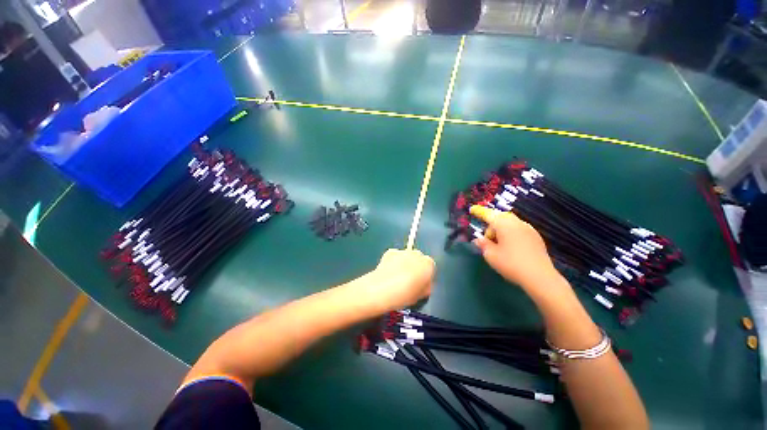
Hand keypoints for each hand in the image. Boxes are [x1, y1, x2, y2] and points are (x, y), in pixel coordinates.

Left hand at [369, 249, 435, 309]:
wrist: (383, 289)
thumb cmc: (405, 295)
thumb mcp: (421, 296)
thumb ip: (426, 287)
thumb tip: (423, 284)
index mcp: (429, 264)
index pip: (430, 268)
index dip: (425, 276)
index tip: (420, 285)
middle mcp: (417, 254)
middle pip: (419, 259)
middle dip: (415, 267)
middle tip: (408, 281)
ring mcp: (403, 251)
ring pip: (406, 256)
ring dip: (404, 263)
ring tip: (396, 277)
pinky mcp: (390, 251)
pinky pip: (395, 256)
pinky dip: (393, 261)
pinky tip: (389, 273)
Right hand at [470, 205, 561, 293]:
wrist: (540, 277)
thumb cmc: (511, 264)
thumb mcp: (491, 255)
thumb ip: (483, 244)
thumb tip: (478, 240)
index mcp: (504, 224)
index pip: (488, 214)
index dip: (479, 211)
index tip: (472, 209)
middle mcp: (517, 223)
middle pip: (500, 218)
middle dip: (491, 225)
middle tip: (487, 239)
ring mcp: (529, 229)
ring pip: (510, 223)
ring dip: (501, 230)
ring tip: (499, 245)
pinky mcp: (536, 237)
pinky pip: (519, 230)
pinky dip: (511, 234)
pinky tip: (511, 247)